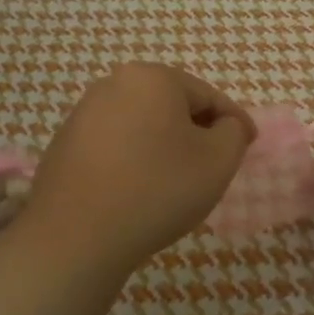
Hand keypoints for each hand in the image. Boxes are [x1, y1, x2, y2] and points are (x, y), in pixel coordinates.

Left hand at [23, 64, 256, 273]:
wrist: (76, 237)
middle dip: (196, 131)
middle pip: (172, 105)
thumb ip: (233, 133)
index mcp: (152, 77)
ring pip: (142, 124)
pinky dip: (134, 160)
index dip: (233, 122)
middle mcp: (114, 83)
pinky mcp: (64, 144)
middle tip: (214, 165)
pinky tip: (138, 191)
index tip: (249, 145)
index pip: (207, 95)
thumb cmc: (157, 189)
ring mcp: (83, 113)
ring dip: (164, 146)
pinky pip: (114, 145)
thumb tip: (226, 126)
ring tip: (176, 183)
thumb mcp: (218, 161)